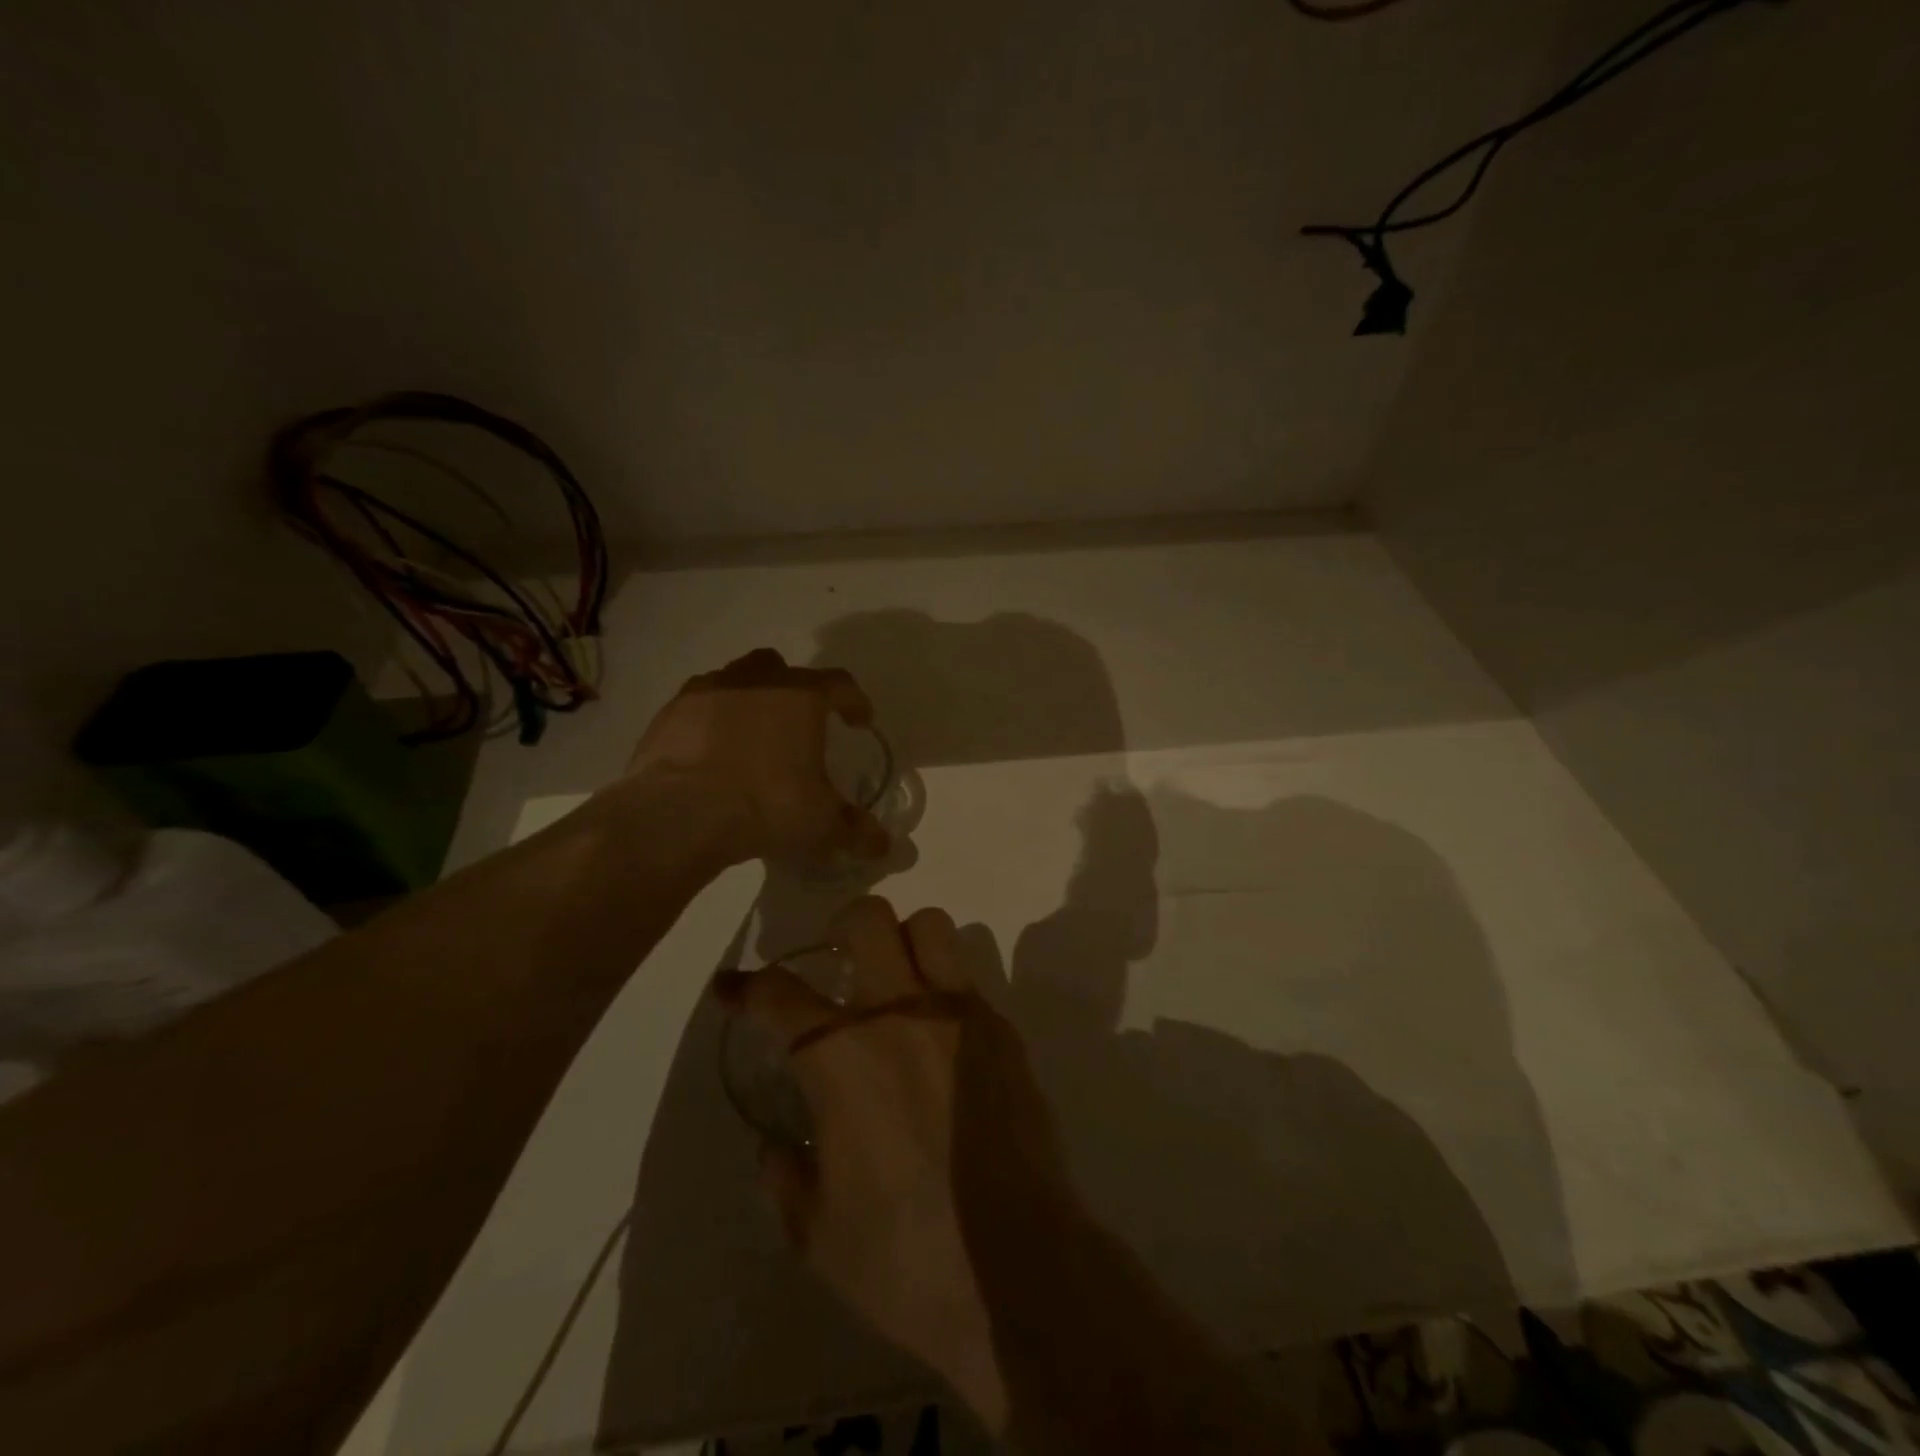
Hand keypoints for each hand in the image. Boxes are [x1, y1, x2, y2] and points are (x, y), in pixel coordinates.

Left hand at [630, 648, 891, 865]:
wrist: (679, 813)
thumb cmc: (766, 806)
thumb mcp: (820, 825)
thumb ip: (855, 831)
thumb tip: (883, 846)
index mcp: (802, 696)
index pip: (840, 684)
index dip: (854, 701)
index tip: (859, 721)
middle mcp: (757, 680)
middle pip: (783, 668)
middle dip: (795, 690)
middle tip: (799, 724)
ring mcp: (708, 690)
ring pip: (736, 679)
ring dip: (750, 699)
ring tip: (752, 735)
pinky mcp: (670, 712)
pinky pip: (699, 705)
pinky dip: (710, 720)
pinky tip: (711, 751)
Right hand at [716, 897, 1061, 1429]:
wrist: (1019, 1267)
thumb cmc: (906, 1258)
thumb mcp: (815, 1234)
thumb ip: (782, 1178)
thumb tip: (773, 1146)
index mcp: (841, 1056)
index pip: (778, 994)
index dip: (745, 986)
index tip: (731, 988)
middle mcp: (899, 1012)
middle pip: (867, 918)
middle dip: (840, 928)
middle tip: (835, 964)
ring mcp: (959, 1012)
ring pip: (930, 925)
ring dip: (903, 941)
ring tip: (895, 980)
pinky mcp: (1002, 1029)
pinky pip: (968, 975)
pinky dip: (944, 985)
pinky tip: (940, 1034)